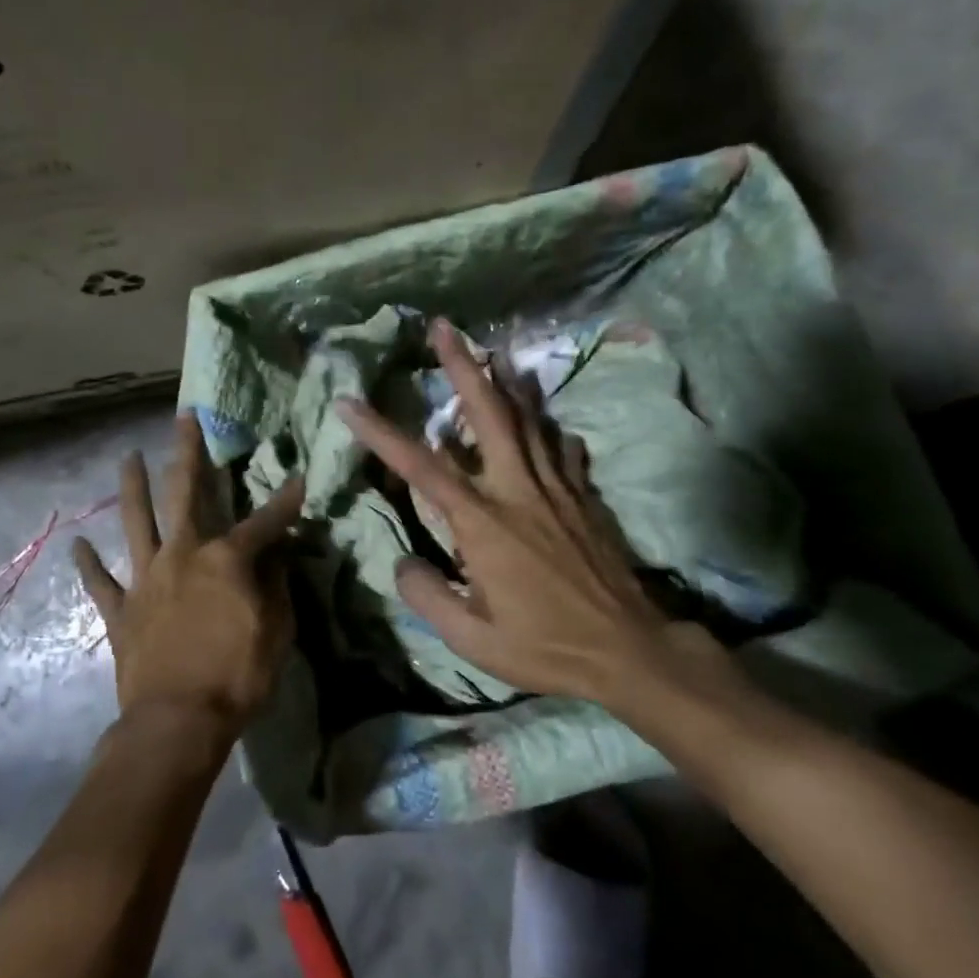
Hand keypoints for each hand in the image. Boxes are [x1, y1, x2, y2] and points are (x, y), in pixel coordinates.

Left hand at [73, 412, 304, 736]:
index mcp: (224, 560)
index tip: (299, 480)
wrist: (177, 722)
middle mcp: (181, 556)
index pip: (263, 523)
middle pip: (183, 494)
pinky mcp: (121, 610)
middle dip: (187, 454)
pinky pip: (101, 583)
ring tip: (128, 458)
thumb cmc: (237, 677)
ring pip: (136, 522)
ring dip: (133, 487)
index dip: (284, 502)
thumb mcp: (277, 632)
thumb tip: (280, 552)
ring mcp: (146, 580)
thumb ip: (277, 585)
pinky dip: (89, 564)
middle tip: (184, 420)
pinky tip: (78, 544)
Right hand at [337, 320, 736, 726]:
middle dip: (463, 367)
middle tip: (444, 328)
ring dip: (507, 382)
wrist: (629, 650)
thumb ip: (429, 597)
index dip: (380, 432)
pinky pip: (562, 447)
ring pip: (529, 419)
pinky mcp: (583, 496)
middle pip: (489, 414)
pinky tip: (544, 419)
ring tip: (492, 349)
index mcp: (484, 522)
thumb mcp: (474, 639)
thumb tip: (402, 562)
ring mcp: (556, 488)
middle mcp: (518, 490)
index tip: (349, 402)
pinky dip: (548, 427)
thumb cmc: (546, 646)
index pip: (421, 467)